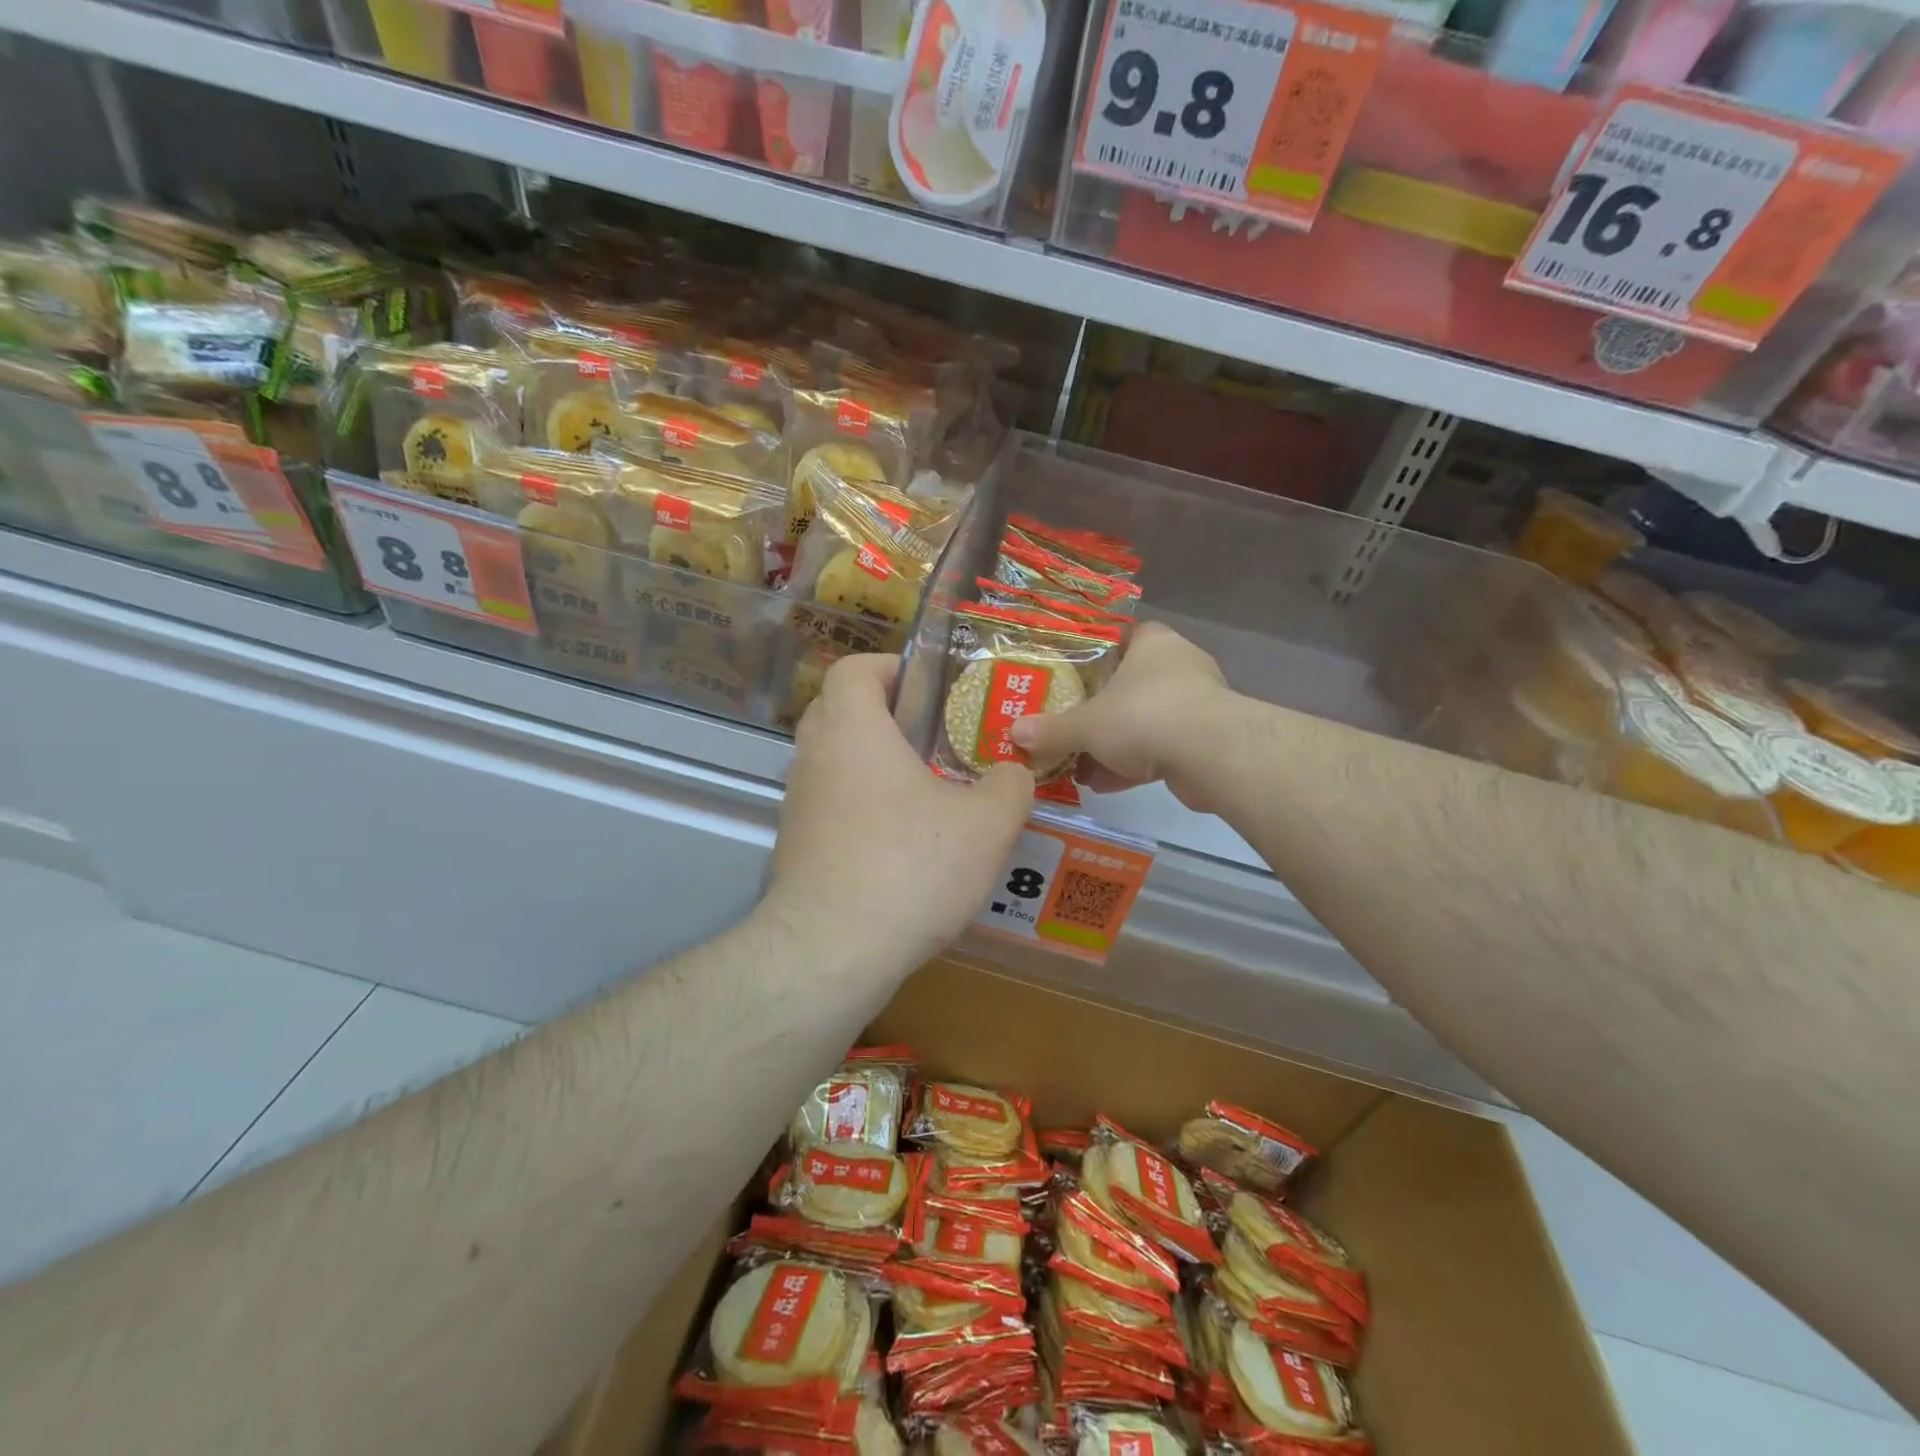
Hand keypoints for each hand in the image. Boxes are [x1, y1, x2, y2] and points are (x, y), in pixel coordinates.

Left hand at [762, 653, 1034, 975]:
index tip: (927, 688)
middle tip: (931, 736)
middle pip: (838, 710)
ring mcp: (798, 805)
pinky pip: (829, 805)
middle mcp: (814, 757)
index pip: (854, 668)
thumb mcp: (986, 824)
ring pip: (832, 761)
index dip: (890, 667)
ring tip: (924, 792)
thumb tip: (1013, 773)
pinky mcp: (795, 847)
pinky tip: (900, 843)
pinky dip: (859, 807)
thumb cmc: (910, 867)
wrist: (832, 952)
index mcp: (853, 730)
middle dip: (883, 714)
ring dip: (871, 764)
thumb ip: (1009, 786)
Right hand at [1010, 622, 1235, 810]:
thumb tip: (1013, 733)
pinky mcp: (1204, 741)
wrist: (1210, 754)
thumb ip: (1052, 730)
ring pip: (1143, 721)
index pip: (1120, 637)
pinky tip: (1103, 785)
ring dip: (1113, 744)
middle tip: (1067, 726)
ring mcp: (1195, 704)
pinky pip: (1159, 749)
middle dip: (1098, 710)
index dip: (1093, 656)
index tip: (1069, 677)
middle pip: (1129, 684)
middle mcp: (1177, 666)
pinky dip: (1133, 765)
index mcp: (1152, 643)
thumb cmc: (1143, 715)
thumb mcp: (1086, 724)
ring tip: (1077, 765)